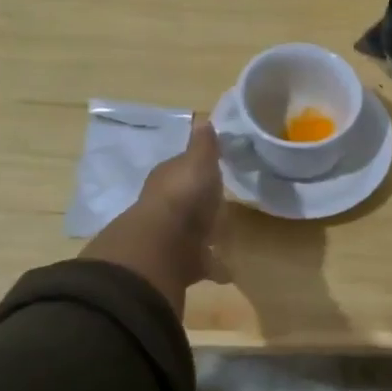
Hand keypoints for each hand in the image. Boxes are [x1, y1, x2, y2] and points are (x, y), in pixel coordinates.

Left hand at [82, 121, 222, 313]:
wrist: (164, 245)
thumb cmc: (183, 195)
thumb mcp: (198, 161)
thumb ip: (203, 145)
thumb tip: (203, 120)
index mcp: (168, 179)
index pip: (181, 169)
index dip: (194, 169)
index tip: (211, 169)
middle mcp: (164, 207)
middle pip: (184, 202)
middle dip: (197, 205)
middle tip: (217, 206)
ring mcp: (170, 237)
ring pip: (190, 233)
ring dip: (203, 235)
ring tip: (223, 238)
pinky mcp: (180, 264)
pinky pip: (201, 262)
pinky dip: (213, 266)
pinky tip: (227, 270)